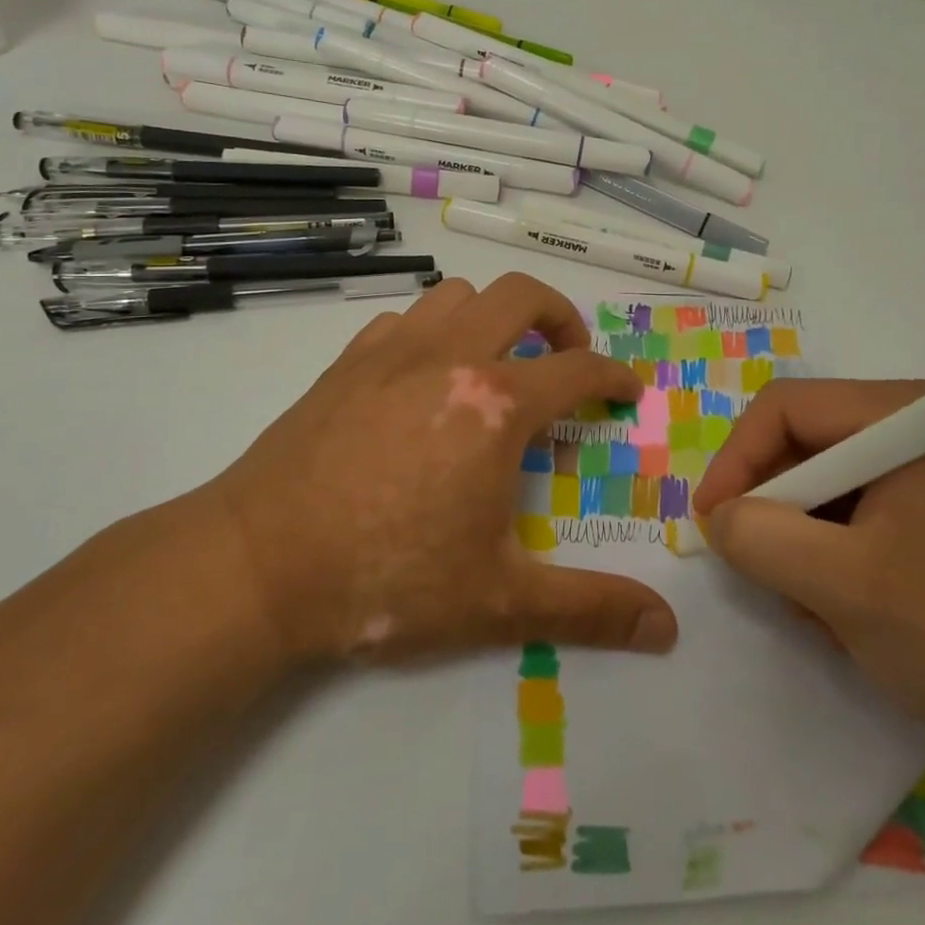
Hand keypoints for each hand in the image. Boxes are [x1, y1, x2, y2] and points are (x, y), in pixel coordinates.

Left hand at [191, 274, 678, 666]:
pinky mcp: (346, 361)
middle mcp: (450, 357)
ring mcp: (392, 351)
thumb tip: (667, 629)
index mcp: (496, 405)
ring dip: (492, 316)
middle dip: (561, 317)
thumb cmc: (385, 580)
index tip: (625, 391)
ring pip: (458, 294)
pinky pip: (404, 319)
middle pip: (521, 295)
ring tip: (497, 362)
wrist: (257, 565)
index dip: (613, 375)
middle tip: (568, 357)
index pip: (577, 368)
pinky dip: (433, 331)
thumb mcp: (498, 602)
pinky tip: (425, 377)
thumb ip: (589, 609)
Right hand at [692, 379, 924, 744]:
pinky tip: (855, 608)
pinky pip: (868, 511)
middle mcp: (923, 425)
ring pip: (834, 483)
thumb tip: (721, 516)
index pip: (785, 409)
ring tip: (818, 606)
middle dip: (776, 510)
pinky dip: (842, 553)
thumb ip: (761, 538)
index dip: (735, 461)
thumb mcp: (844, 585)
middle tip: (763, 573)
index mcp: (905, 415)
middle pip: (809, 444)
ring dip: (808, 540)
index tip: (711, 523)